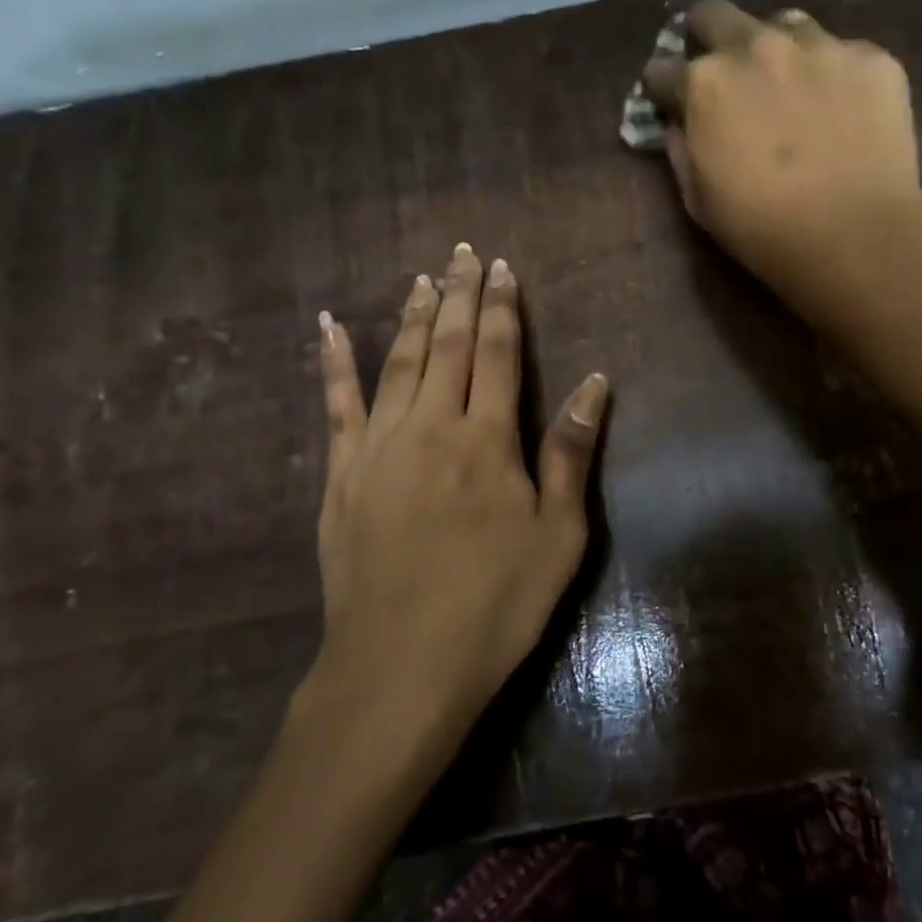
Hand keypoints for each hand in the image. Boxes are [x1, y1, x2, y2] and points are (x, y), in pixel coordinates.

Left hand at [302, 242, 608, 751]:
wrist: (401, 668)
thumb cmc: (496, 604)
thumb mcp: (559, 535)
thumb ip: (571, 453)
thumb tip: (594, 383)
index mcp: (487, 440)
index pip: (496, 353)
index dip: (502, 308)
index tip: (503, 269)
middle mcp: (431, 427)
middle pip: (447, 345)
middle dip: (459, 295)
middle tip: (464, 254)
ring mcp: (379, 447)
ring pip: (398, 362)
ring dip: (412, 315)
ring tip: (422, 278)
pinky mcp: (341, 475)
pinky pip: (336, 404)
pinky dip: (332, 361)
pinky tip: (327, 326)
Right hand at [645, 0, 921, 310]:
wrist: (856, 237)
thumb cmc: (763, 229)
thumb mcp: (697, 199)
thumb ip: (680, 148)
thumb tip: (679, 122)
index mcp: (705, 84)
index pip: (661, 70)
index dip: (662, 89)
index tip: (670, 102)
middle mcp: (756, 47)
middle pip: (714, 14)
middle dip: (706, 35)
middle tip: (720, 68)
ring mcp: (819, 46)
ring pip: (784, 23)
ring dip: (775, 47)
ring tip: (790, 82)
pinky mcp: (871, 58)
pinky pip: (843, 52)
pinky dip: (834, 75)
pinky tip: (845, 109)